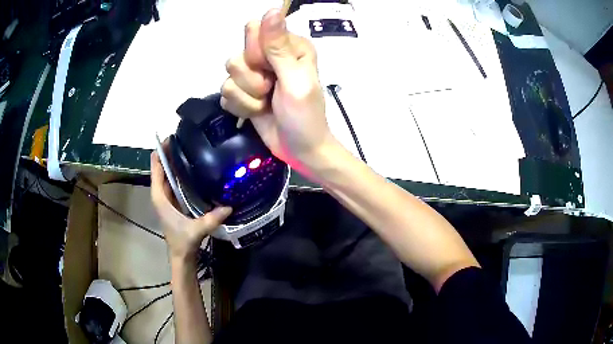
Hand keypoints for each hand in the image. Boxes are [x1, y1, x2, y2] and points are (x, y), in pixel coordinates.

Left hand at [150, 150, 231, 259]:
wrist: (181, 255)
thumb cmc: (182, 242)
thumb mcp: (196, 230)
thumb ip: (211, 219)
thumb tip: (229, 206)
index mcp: (160, 196)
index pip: (156, 167)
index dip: (161, 151)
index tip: (172, 137)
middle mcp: (161, 194)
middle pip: (161, 167)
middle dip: (170, 152)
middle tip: (187, 139)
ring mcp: (167, 197)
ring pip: (167, 173)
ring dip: (175, 161)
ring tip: (191, 148)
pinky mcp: (173, 201)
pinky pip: (174, 181)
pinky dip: (180, 172)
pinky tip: (193, 167)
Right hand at [221, 9, 335, 175]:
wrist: (300, 150)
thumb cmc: (305, 117)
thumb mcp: (296, 80)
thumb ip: (279, 47)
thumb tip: (272, 10)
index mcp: (289, 46)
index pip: (254, 30)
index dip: (256, 52)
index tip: (270, 70)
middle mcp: (270, 55)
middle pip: (238, 54)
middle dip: (251, 78)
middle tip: (270, 90)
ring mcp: (255, 75)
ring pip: (228, 75)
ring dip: (246, 96)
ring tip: (265, 104)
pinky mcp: (244, 93)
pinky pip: (225, 93)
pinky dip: (240, 107)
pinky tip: (256, 112)